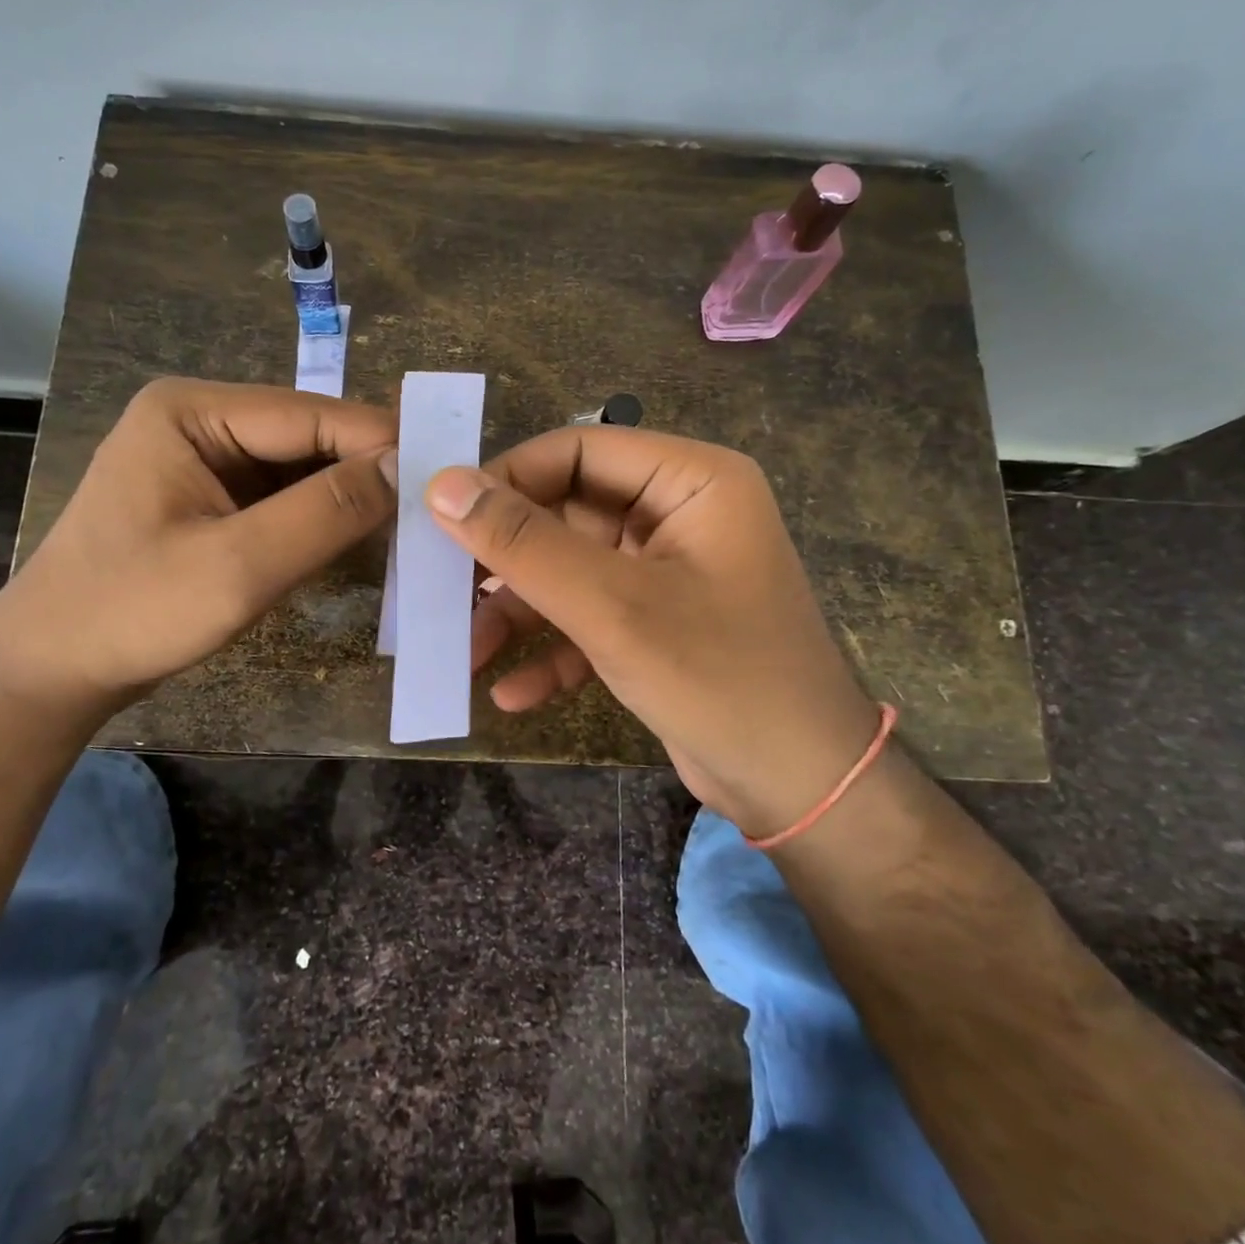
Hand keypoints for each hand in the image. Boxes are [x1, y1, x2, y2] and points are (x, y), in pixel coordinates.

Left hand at [0, 378, 396, 713]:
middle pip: (307, 437)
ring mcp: (204, 459)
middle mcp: (200, 420)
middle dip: (366, 472)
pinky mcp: (210, 497)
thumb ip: (325, 513)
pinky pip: (282, 496)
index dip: (380, 443)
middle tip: (432, 510)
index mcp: (193, 411)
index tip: (443, 479)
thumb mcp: (238, 566)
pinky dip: (320, 518)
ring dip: (347, 498)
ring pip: (301, 468)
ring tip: (409, 527)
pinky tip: (359, 540)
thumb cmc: (133, 612)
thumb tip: (405, 468)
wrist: (52, 670)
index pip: (310, 415)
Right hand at [425, 427, 879, 836]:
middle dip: (508, 562)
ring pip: (571, 570)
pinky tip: (513, 693)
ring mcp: (667, 572)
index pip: (577, 451)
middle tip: (444, 592)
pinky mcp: (656, 624)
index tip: (445, 520)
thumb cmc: (718, 679)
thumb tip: (442, 485)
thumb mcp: (612, 607)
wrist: (802, 792)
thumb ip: (525, 544)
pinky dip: (553, 650)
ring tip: (467, 652)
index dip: (508, 480)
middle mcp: (679, 514)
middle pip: (567, 513)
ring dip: (520, 613)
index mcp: (690, 481)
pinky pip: (591, 618)